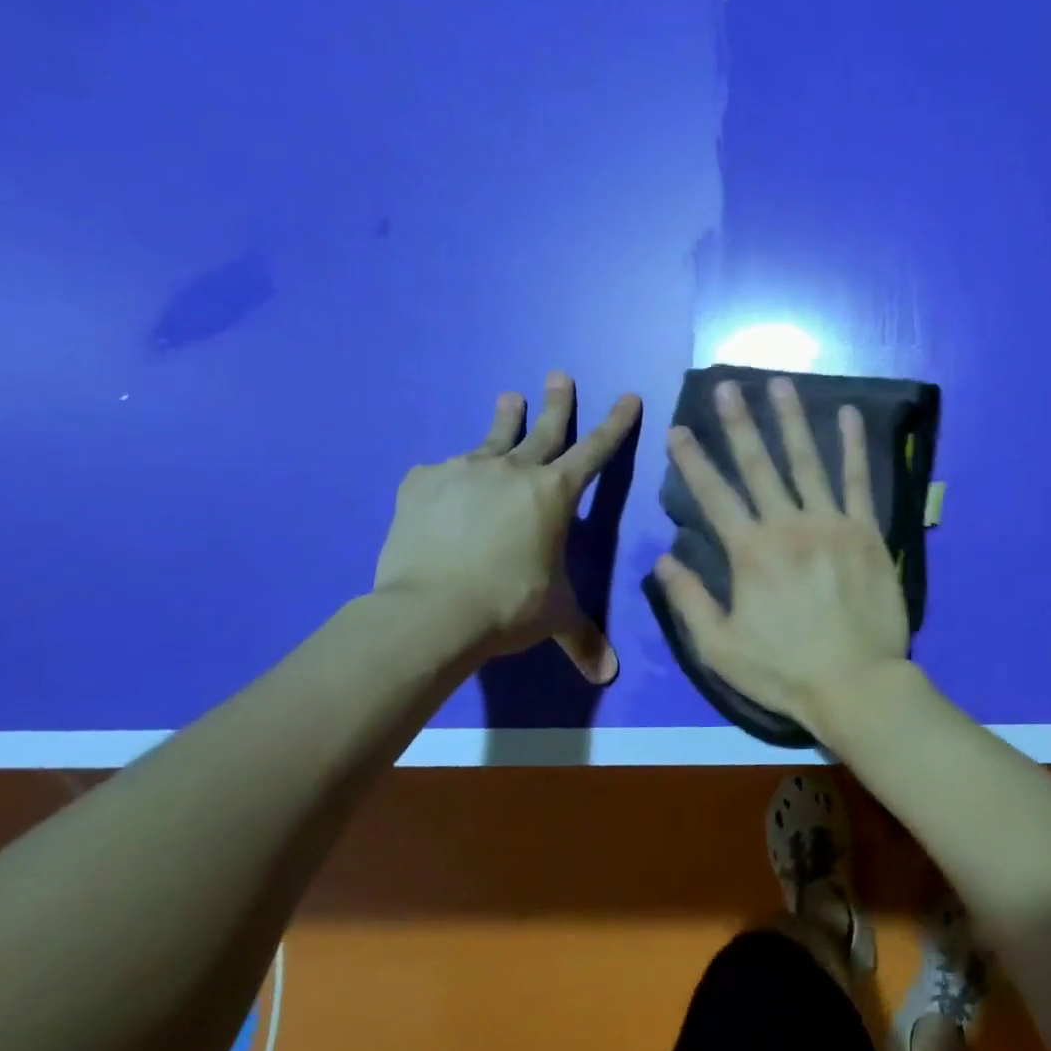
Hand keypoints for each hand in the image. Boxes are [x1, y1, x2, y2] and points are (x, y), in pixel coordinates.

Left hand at [373, 374, 641, 679]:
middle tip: (559, 375)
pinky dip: (449, 474)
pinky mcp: (422, 482)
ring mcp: (464, 471)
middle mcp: (514, 471)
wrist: (430, 611)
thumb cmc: (508, 606)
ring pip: (492, 437)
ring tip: (509, 396)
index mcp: (555, 494)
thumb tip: (609, 675)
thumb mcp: (554, 617)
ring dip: (505, 417)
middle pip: (543, 429)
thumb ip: (583, 638)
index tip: (628, 395)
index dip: (616, 423)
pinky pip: (440, 471)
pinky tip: (443, 481)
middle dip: (558, 401)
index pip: (596, 450)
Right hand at [653, 376, 909, 731]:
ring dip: (791, 420)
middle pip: (758, 466)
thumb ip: (689, 601)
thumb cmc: (784, 670)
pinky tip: (851, 415)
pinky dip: (854, 446)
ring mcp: (831, 524)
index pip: (713, 496)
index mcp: (750, 552)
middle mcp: (788, 526)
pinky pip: (859, 481)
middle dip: (739, 423)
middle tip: (727, 386)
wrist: (856, 683)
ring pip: (807, 462)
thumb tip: (662, 559)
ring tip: (780, 384)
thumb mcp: (720, 647)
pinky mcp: (866, 532)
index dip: (692, 461)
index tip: (677, 429)